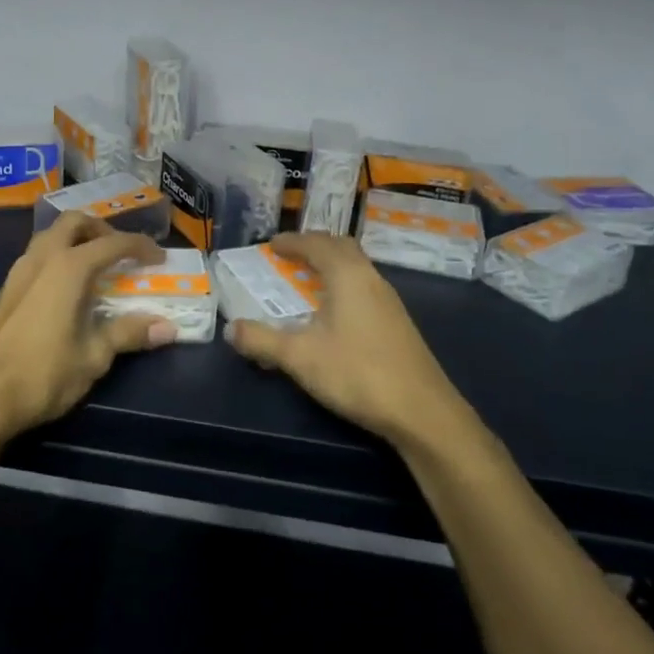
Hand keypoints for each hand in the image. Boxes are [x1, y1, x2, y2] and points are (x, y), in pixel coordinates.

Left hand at [0, 212, 176, 440]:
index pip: (113, 243)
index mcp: (69, 267)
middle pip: (74, 222)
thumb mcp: (94, 356)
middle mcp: (43, 258)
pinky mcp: (6, 288)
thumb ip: (128, 334)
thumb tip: (168, 327)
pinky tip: (66, 288)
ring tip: (95, 267)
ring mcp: (19, 271)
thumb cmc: (43, 373)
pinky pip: (37, 255)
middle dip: (101, 230)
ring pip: (50, 235)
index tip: (159, 258)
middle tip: (121, 253)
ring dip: (76, 240)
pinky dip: (58, 257)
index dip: (140, 247)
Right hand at [225, 233, 474, 447]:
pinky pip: (364, 287)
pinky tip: (334, 312)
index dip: (292, 241)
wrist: (422, 412)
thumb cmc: (357, 373)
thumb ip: (261, 341)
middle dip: (314, 246)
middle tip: (290, 255)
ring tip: (307, 279)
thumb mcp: (299, 357)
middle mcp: (371, 279)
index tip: (271, 244)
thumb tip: (230, 329)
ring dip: (331, 265)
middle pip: (341, 248)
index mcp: (347, 275)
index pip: (317, 244)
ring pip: (356, 268)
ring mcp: (389, 301)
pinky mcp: (397, 323)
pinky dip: (343, 285)